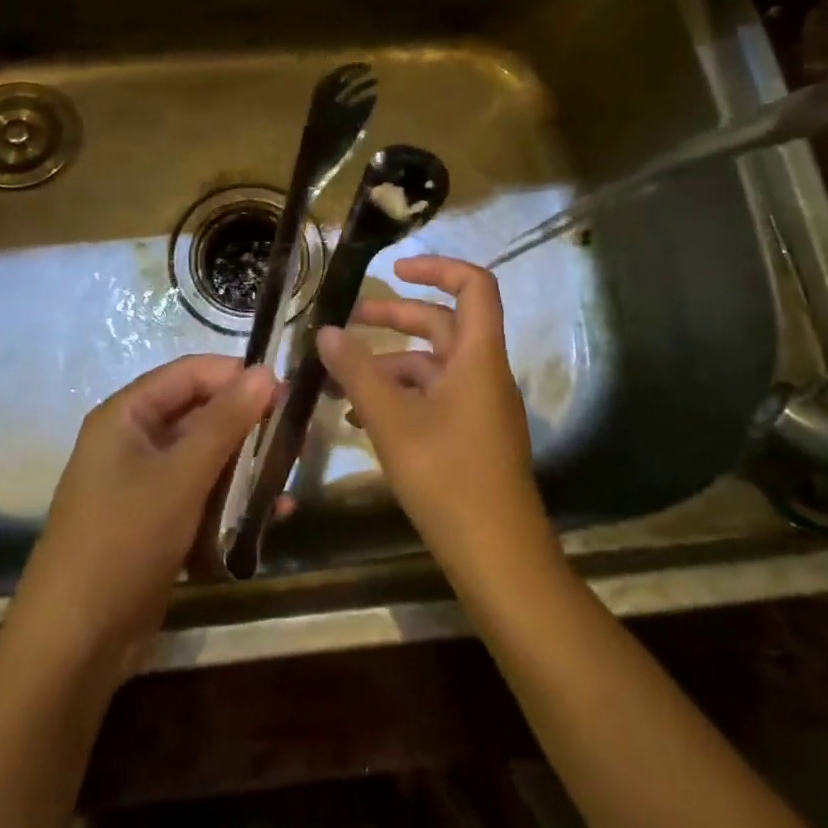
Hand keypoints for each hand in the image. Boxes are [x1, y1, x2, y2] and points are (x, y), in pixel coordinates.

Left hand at [2, 356, 276, 683]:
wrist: (75, 644)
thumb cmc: (125, 540)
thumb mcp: (181, 475)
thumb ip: (225, 421)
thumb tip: (265, 371)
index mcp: (126, 416)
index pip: (189, 374)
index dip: (236, 376)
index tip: (286, 391)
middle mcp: (133, 441)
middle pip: (199, 414)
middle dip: (246, 423)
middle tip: (296, 434)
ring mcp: (143, 485)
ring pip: (204, 457)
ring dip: (245, 465)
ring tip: (289, 475)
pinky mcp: (156, 523)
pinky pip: (201, 496)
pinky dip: (232, 501)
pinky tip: (271, 515)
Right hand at [316, 256, 557, 585]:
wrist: (500, 560)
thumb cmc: (448, 479)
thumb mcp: (393, 421)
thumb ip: (358, 372)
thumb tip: (327, 330)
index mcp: (478, 357)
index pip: (474, 286)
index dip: (438, 267)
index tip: (395, 270)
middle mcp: (484, 374)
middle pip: (443, 324)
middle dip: (395, 317)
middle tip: (348, 321)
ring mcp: (480, 407)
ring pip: (432, 366)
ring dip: (388, 364)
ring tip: (338, 380)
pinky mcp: (472, 436)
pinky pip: (434, 398)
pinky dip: (400, 396)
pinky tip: (360, 418)